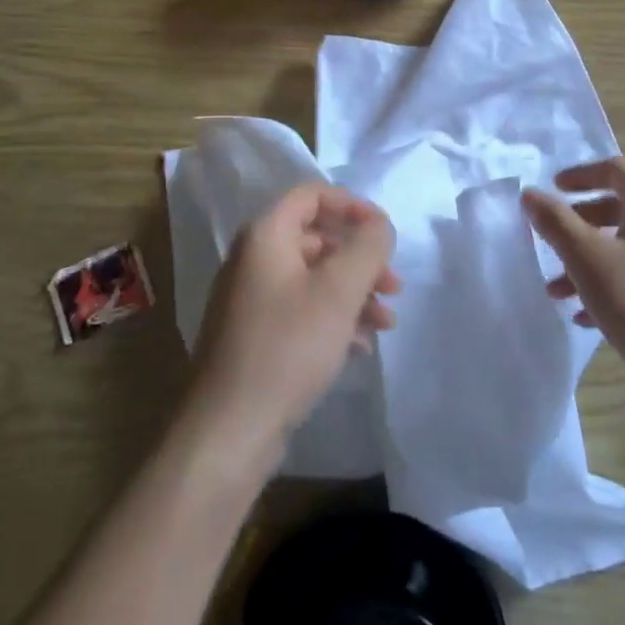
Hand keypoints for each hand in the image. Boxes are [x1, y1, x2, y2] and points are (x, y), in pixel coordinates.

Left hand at [187, 185, 400, 461]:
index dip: (352, 206)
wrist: (230, 430)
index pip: (311, 195)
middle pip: (316, 238)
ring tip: (385, 324)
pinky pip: (300, 310)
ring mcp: (250, 299)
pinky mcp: (253, 335)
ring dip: (352, 293)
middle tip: (394, 288)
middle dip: (360, 260)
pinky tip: (358, 347)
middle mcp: (253, 259)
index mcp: (265, 236)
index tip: (384, 233)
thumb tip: (379, 224)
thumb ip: (367, 248)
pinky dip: (332, 319)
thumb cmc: (288, 347)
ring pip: (312, 278)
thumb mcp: (339, 292)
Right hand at [523, 157, 624, 404]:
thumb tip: (531, 194)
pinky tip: (585, 316)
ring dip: (589, 259)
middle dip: (579, 222)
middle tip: (551, 239)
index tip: (552, 189)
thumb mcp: (587, 259)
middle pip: (621, 207)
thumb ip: (555, 222)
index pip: (617, 169)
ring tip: (557, 291)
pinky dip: (611, 283)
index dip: (581, 174)